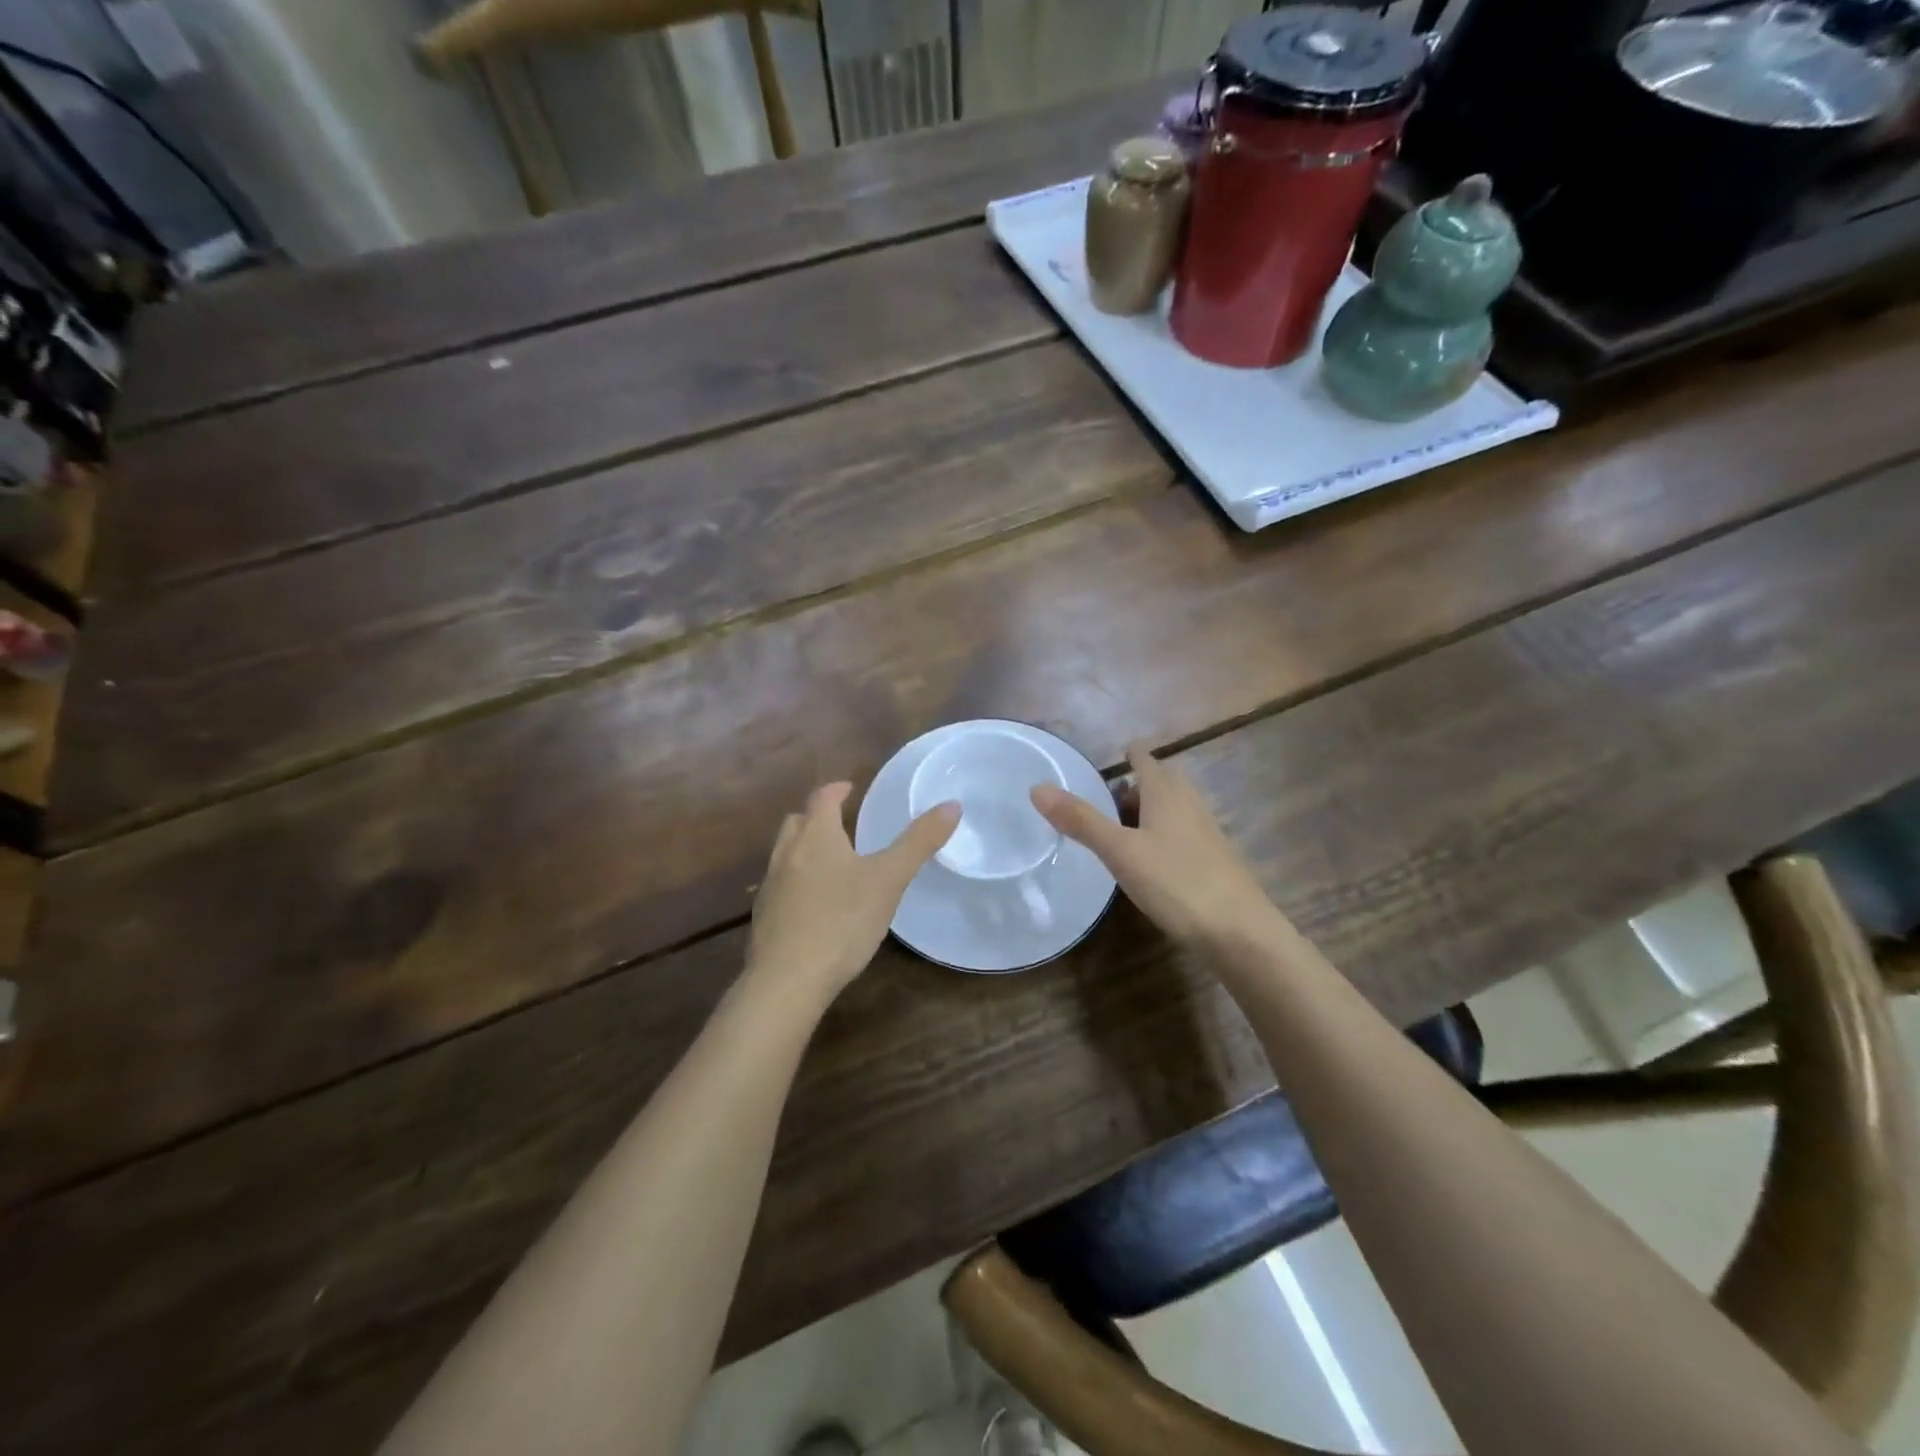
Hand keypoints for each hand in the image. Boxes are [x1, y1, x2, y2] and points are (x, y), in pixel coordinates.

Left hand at [747, 782, 958, 1002]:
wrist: (787, 980)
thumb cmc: (842, 921)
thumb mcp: (889, 880)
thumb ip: (918, 843)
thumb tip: (952, 805)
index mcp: (816, 836)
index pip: (822, 798)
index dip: (837, 790)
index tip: (850, 788)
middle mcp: (787, 853)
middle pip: (797, 822)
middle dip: (816, 817)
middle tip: (839, 823)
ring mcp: (771, 886)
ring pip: (785, 853)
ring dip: (804, 848)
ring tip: (830, 862)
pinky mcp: (765, 917)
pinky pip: (780, 885)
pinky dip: (796, 881)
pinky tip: (813, 903)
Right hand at [1031, 744, 1279, 950]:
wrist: (1239, 931)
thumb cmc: (1176, 881)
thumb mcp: (1119, 851)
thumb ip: (1080, 820)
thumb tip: (1037, 787)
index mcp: (1166, 792)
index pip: (1145, 758)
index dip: (1128, 755)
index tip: (1106, 760)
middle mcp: (1189, 804)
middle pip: (1160, 782)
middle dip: (1134, 786)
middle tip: (1103, 802)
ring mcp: (1206, 832)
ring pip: (1172, 809)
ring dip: (1147, 812)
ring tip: (1119, 832)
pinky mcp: (1213, 859)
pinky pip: (1181, 834)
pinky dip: (1160, 836)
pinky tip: (1148, 862)